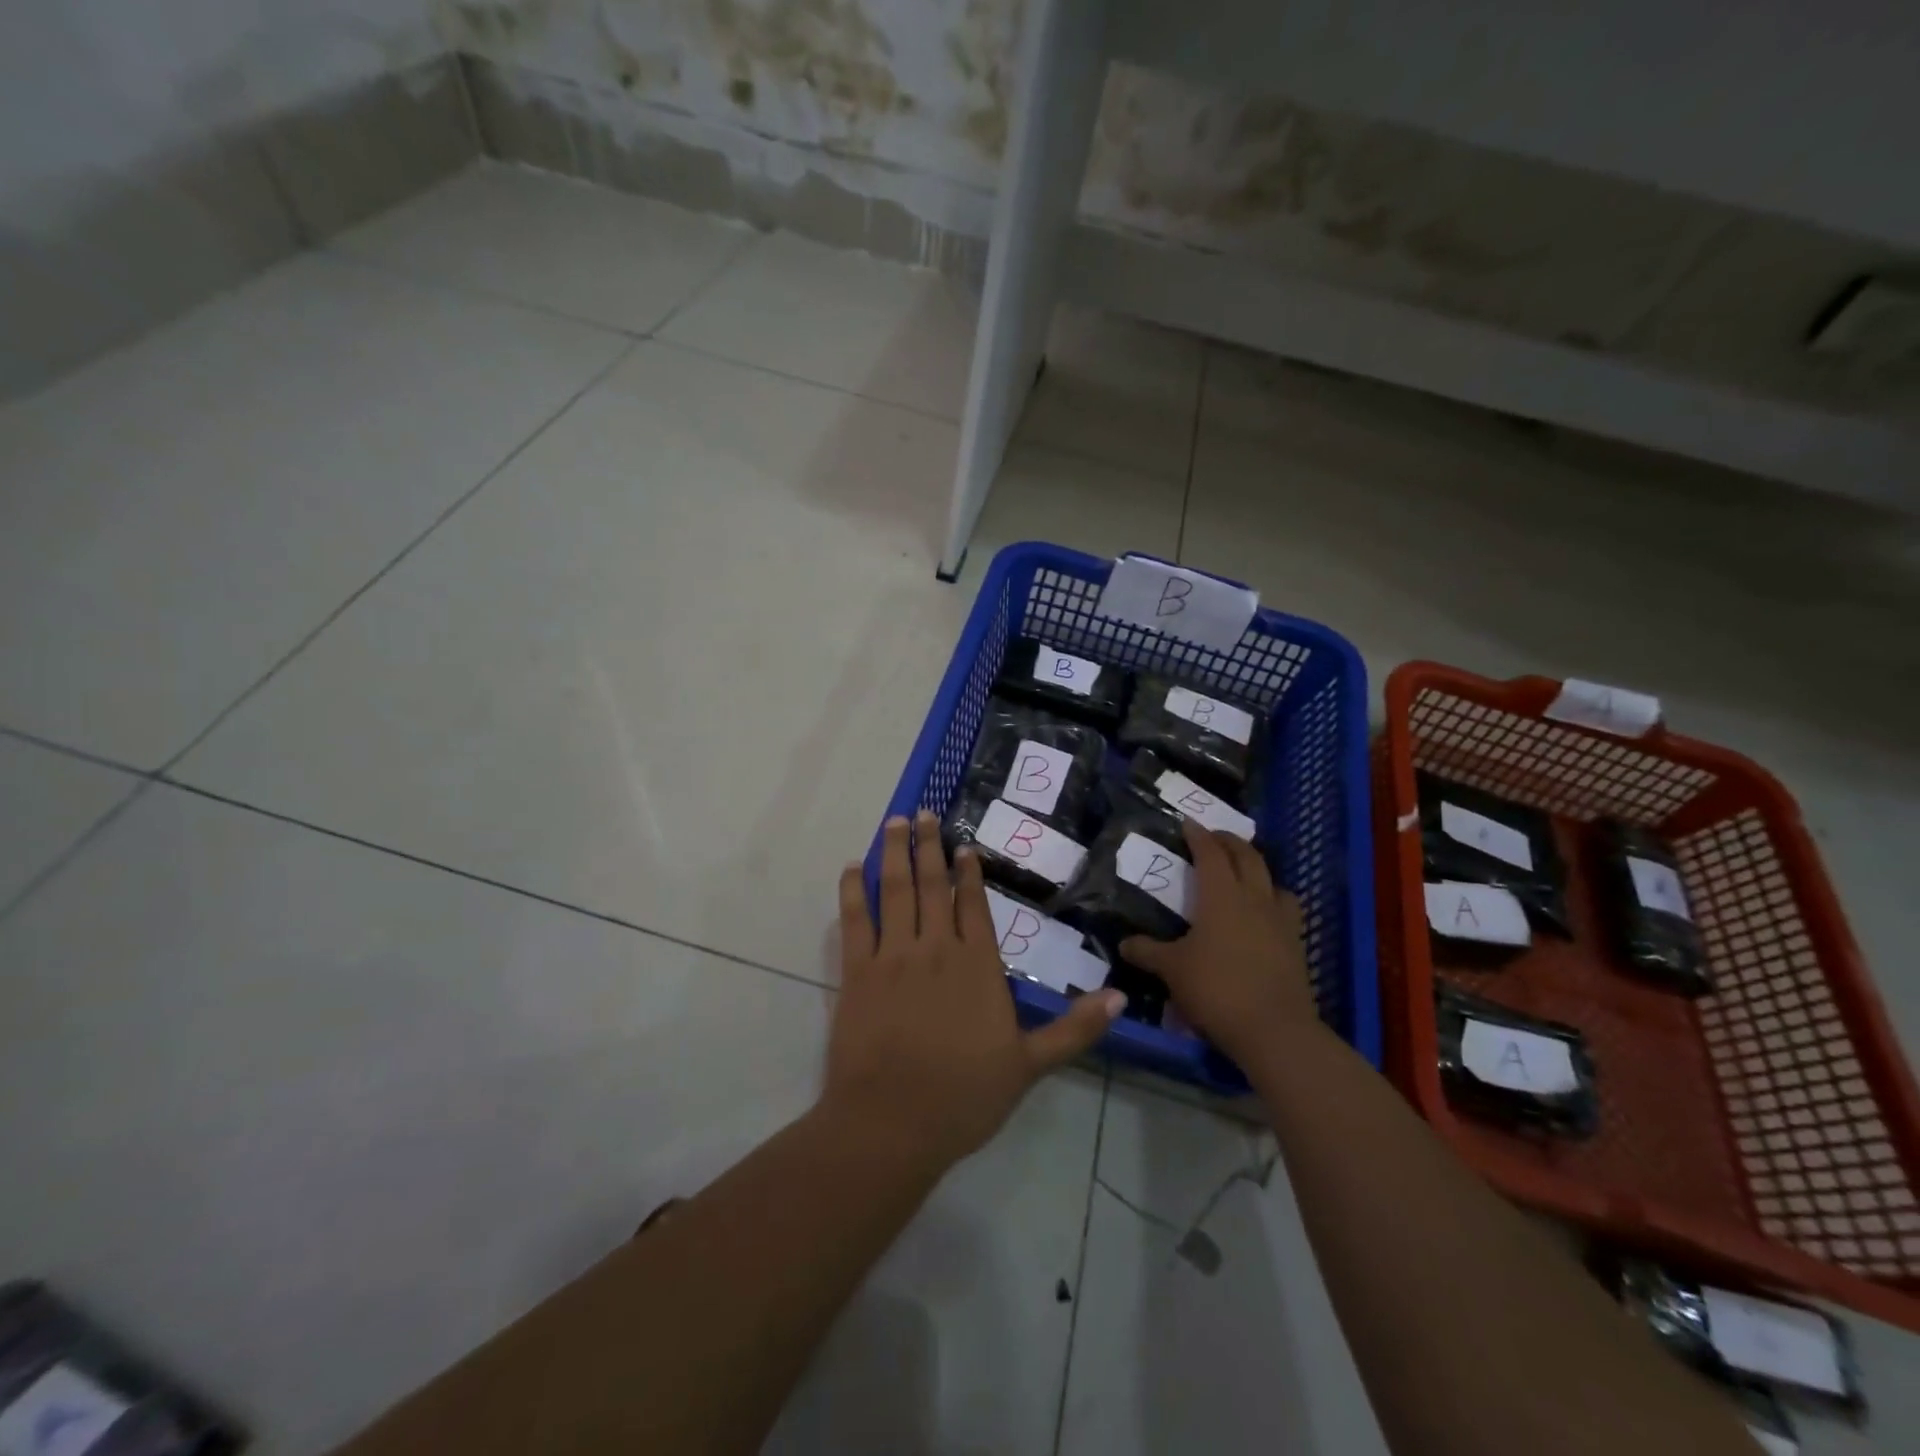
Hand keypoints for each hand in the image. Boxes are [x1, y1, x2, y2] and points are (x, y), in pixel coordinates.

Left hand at [826, 811, 1124, 1169]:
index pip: (974, 906)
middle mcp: (936, 949)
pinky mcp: (857, 972)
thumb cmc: (964, 1096)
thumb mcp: (1030, 1065)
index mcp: (978, 966)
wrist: (894, 1122)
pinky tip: (851, 868)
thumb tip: (1118, 996)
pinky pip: (855, 921)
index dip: (968, 873)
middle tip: (923, 813)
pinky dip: (853, 892)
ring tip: (895, 822)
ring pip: (896, 891)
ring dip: (895, 854)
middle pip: (933, 886)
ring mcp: (894, 956)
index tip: (964, 845)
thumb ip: (1073, 1029)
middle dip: (929, 847)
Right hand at [1120, 820, 1317, 1065]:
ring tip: (1244, 876)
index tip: (1188, 823)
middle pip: (1247, 857)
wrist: (1274, 1030)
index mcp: (1222, 896)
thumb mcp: (1172, 970)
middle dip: (1230, 842)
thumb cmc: (1216, 989)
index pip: (1210, 854)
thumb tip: (1124, 943)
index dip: (1199, 835)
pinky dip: (1273, 901)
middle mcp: (1254, 899)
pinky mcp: (1296, 946)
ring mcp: (1280, 922)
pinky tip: (1263, 916)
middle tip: (1214, 838)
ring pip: (1273, 881)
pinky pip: (1287, 910)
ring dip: (1258, 870)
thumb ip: (1147, 952)